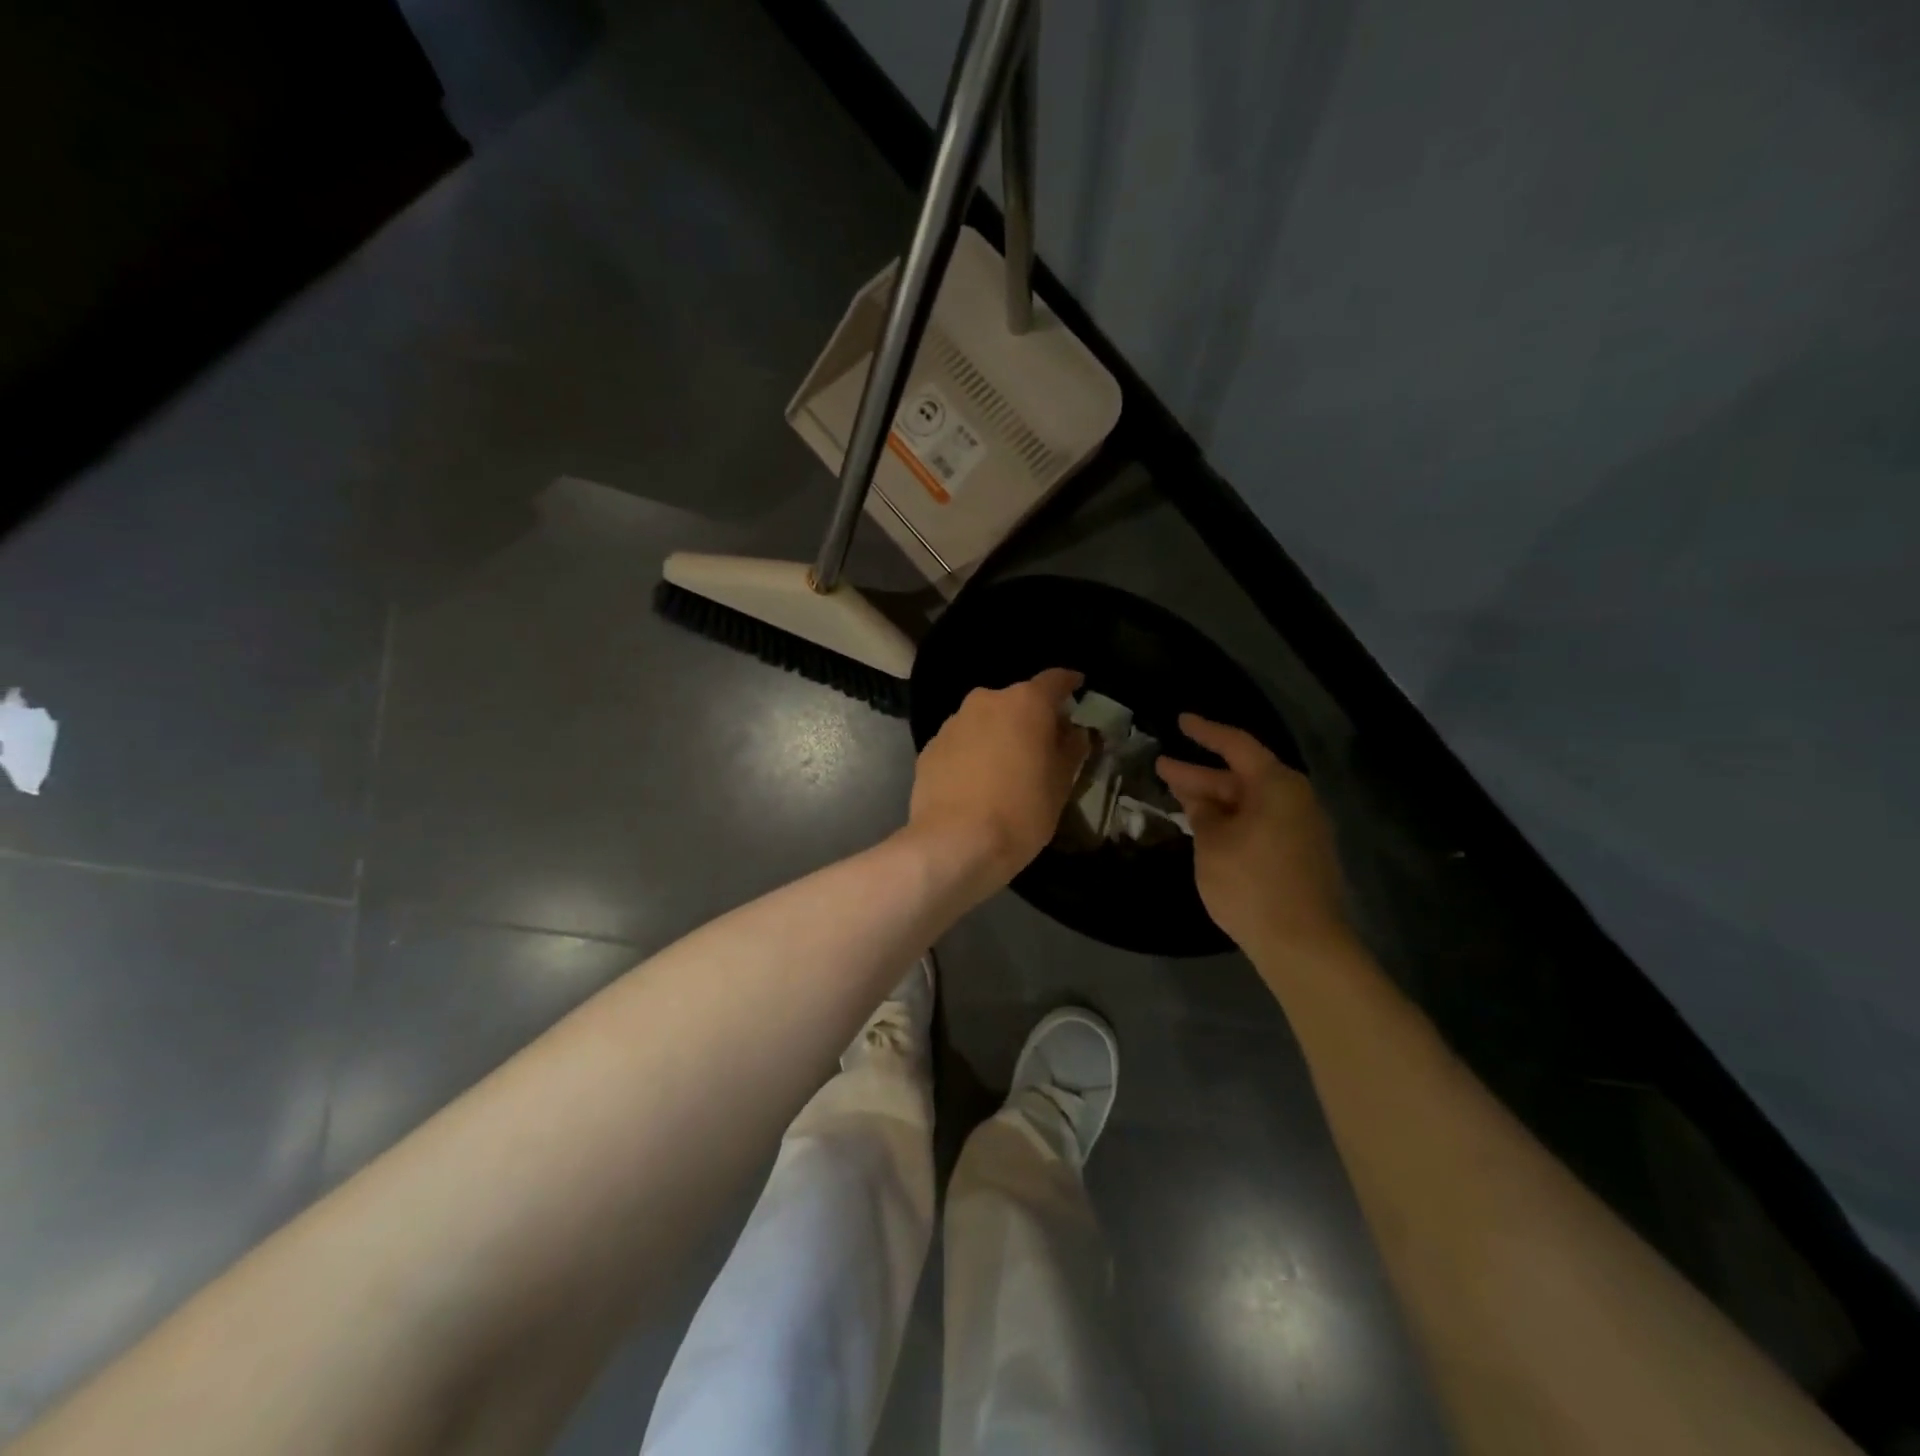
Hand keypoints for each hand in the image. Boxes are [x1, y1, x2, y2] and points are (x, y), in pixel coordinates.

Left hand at [908, 668, 1089, 890]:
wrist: (953, 844)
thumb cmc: (1020, 812)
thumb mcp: (1061, 785)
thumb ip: (1071, 750)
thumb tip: (1074, 732)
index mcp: (1025, 703)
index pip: (1054, 680)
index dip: (1068, 683)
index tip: (1077, 687)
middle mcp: (986, 701)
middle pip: (1017, 701)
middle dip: (1031, 718)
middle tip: (1043, 746)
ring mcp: (953, 723)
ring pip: (985, 721)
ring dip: (998, 736)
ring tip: (1006, 769)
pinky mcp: (929, 748)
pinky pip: (961, 743)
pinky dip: (973, 754)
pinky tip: (976, 784)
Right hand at [1157, 714, 1352, 955]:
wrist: (1302, 943)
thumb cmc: (1250, 883)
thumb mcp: (1212, 843)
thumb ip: (1203, 813)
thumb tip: (1200, 801)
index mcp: (1276, 785)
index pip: (1236, 745)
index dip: (1205, 731)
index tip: (1180, 720)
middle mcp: (1295, 799)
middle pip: (1242, 776)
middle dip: (1200, 774)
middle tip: (1162, 767)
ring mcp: (1302, 828)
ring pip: (1250, 802)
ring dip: (1215, 800)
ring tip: (1179, 796)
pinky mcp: (1301, 854)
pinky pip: (1261, 822)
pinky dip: (1232, 819)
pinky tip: (1208, 828)